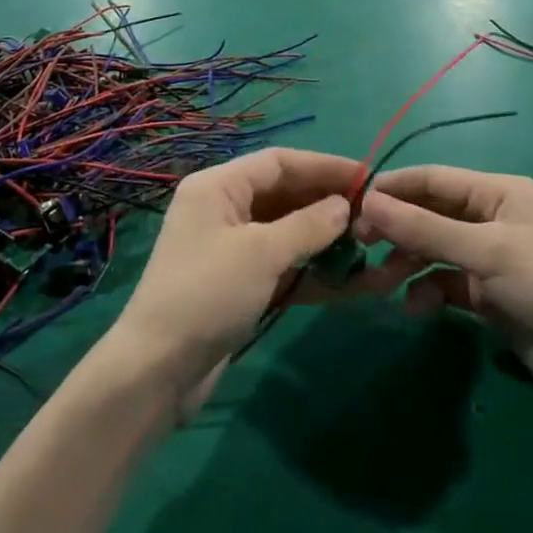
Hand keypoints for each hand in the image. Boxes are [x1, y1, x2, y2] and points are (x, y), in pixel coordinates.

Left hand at [107, 148, 359, 414]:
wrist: (158, 370)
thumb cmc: (207, 294)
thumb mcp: (261, 253)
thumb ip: (308, 225)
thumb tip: (345, 205)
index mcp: (218, 186)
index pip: (279, 162)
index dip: (324, 166)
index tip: (368, 177)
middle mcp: (224, 209)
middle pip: (284, 195)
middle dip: (327, 204)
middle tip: (374, 216)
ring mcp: (231, 248)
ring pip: (287, 232)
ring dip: (324, 240)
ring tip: (368, 247)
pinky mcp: (239, 283)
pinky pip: (282, 264)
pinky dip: (311, 270)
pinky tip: (349, 280)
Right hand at [357, 166, 532, 407]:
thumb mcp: (485, 252)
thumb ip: (423, 229)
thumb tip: (367, 201)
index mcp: (497, 192)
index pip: (431, 179)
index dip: (391, 188)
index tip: (350, 205)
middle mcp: (491, 218)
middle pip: (429, 215)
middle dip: (396, 230)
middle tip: (359, 247)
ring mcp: (491, 259)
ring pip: (434, 251)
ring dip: (407, 264)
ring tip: (380, 284)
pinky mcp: (491, 296)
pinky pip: (447, 284)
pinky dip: (428, 292)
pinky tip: (416, 307)